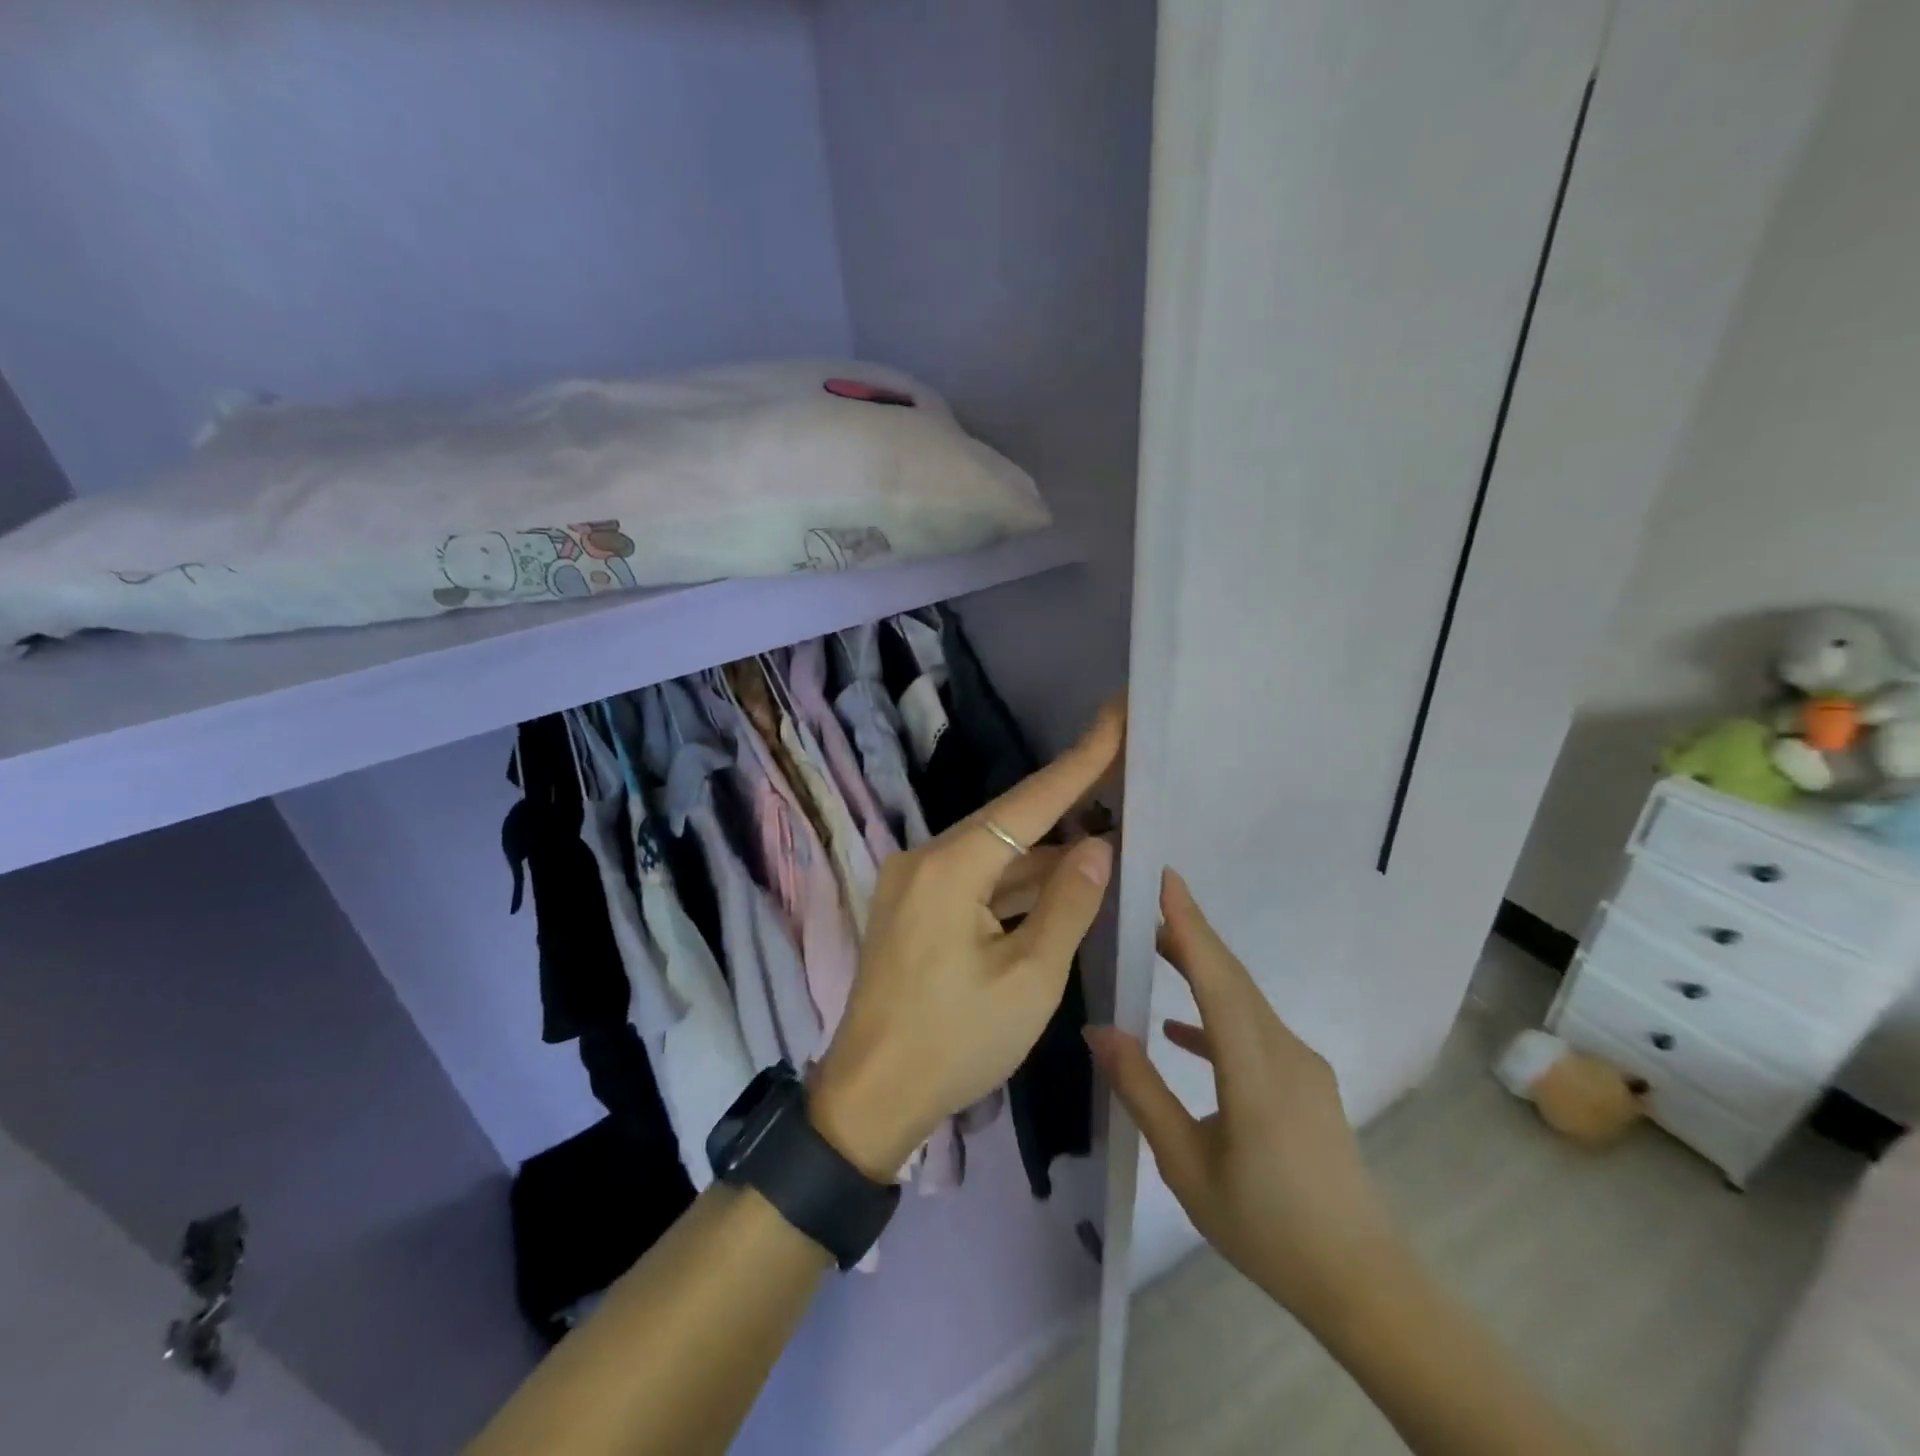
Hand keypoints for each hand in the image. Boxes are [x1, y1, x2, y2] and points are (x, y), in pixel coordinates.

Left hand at [809, 702, 1123, 1178]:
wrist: (871, 1098)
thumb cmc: (955, 1043)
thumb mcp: (1030, 980)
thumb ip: (1068, 905)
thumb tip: (1097, 846)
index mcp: (950, 868)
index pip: (1029, 802)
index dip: (1079, 761)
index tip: (1114, 716)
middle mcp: (924, 859)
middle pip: (1007, 820)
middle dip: (1065, 799)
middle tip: (1118, 769)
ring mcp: (913, 884)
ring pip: (991, 853)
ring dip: (1042, 848)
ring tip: (1102, 827)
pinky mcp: (912, 908)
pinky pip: (973, 879)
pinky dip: (1014, 880)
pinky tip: (1055, 878)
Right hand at [1086, 870, 1401, 1323]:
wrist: (1361, 1283)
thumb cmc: (1266, 1227)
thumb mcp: (1187, 1166)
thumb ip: (1142, 1091)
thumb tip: (1099, 1031)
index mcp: (1256, 1069)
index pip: (1218, 978)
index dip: (1189, 925)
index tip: (1166, 878)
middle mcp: (1284, 1052)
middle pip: (1232, 978)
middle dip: (1191, 933)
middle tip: (1149, 900)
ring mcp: (1302, 1066)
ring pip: (1245, 1001)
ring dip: (1203, 970)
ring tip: (1157, 949)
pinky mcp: (1306, 1083)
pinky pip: (1255, 1030)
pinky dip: (1217, 1018)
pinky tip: (1181, 1033)